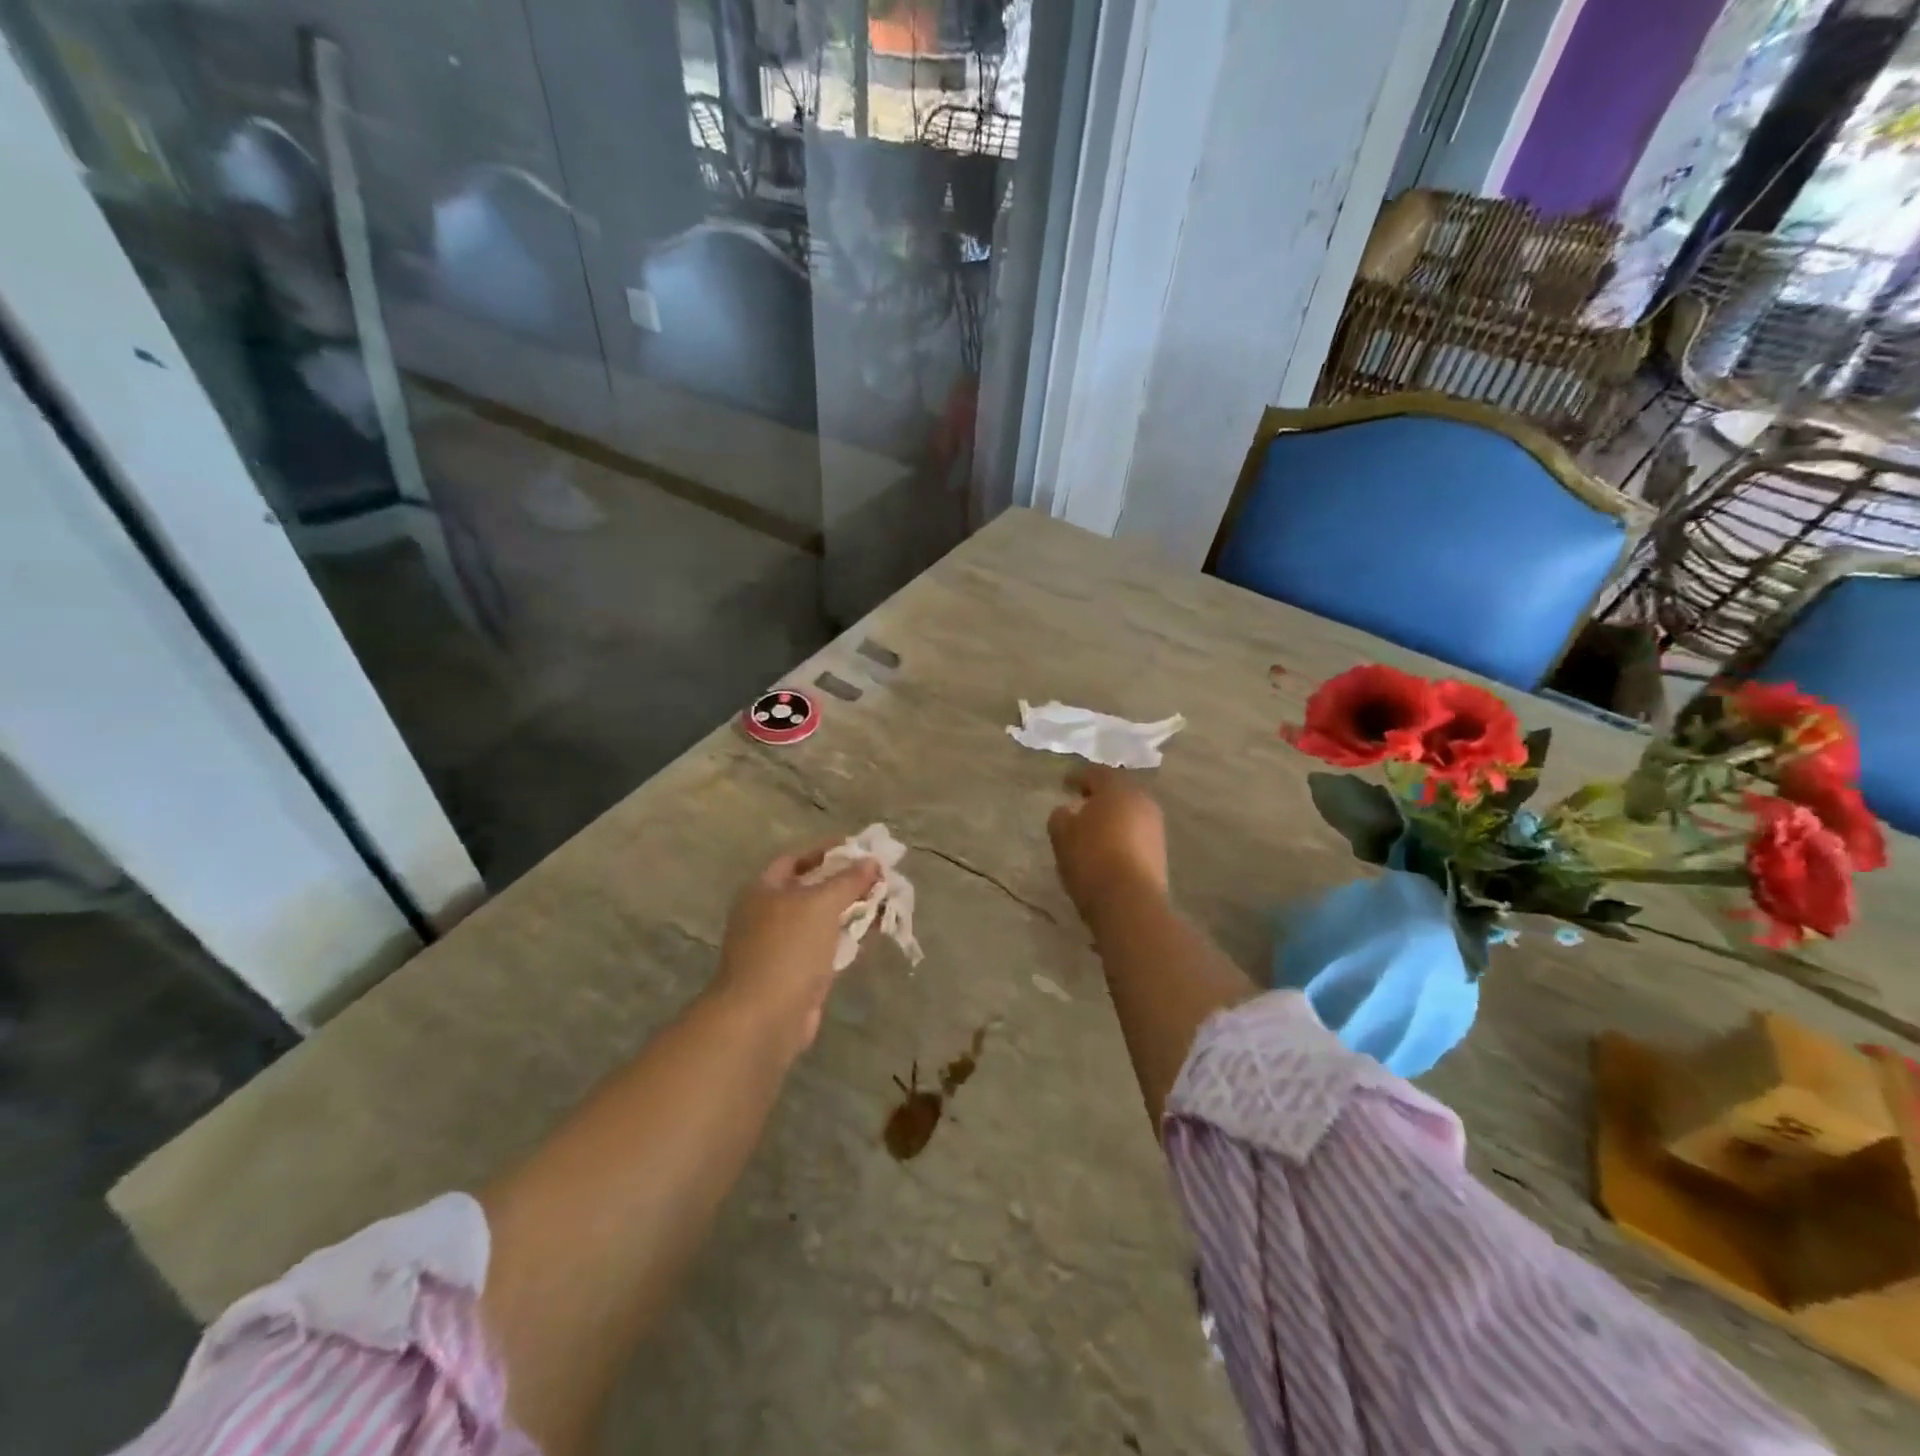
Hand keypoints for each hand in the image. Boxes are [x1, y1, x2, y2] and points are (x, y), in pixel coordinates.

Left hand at [713, 843, 881, 1054]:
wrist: (764, 1017)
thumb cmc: (787, 948)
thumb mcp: (821, 904)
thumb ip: (848, 880)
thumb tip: (871, 861)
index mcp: (763, 890)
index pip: (796, 859)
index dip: (827, 851)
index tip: (860, 848)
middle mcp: (769, 914)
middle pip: (812, 889)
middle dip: (847, 882)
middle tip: (881, 876)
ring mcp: (783, 947)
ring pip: (824, 920)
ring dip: (853, 910)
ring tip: (887, 901)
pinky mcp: (799, 974)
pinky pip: (828, 947)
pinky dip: (849, 938)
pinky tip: (875, 931)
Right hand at [1047, 767, 1168, 927]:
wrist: (1129, 902)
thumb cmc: (1091, 859)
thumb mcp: (1062, 834)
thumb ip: (1062, 815)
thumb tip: (1069, 810)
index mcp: (1118, 789)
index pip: (1096, 773)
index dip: (1077, 777)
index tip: (1064, 784)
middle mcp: (1142, 801)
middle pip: (1117, 791)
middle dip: (1099, 796)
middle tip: (1080, 803)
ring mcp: (1155, 827)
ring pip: (1129, 812)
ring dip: (1112, 816)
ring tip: (1092, 828)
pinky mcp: (1160, 851)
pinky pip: (1136, 833)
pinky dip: (1121, 834)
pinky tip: (1107, 847)